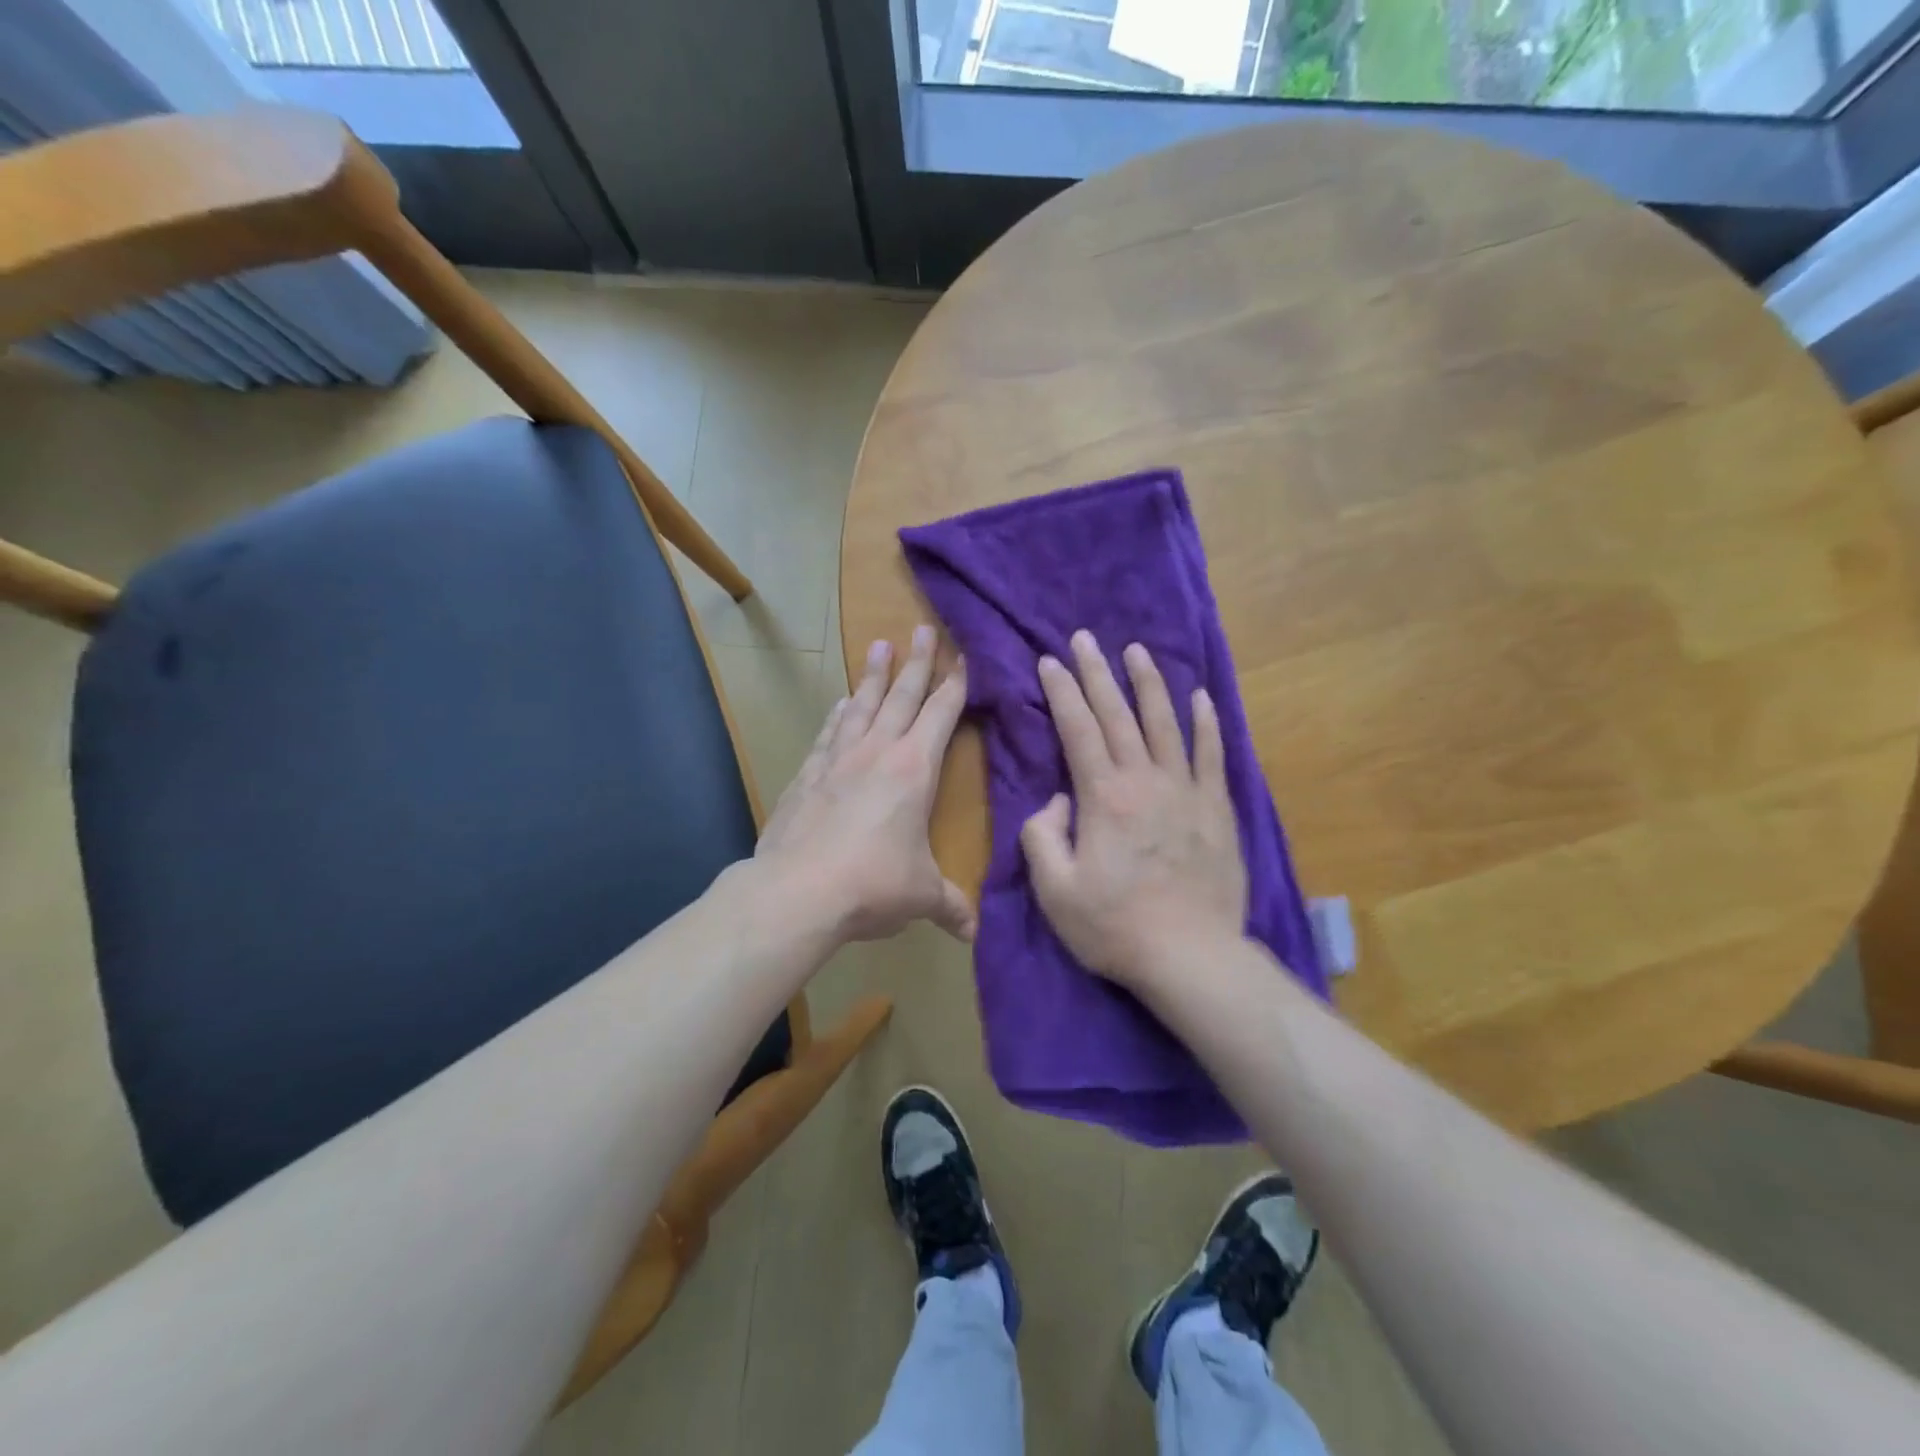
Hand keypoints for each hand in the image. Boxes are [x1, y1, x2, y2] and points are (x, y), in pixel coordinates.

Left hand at [755, 625, 975, 945]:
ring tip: (878, 646)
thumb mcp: (921, 896)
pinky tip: (840, 703)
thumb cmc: (872, 884)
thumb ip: (950, 906)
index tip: (963, 655)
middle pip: (901, 696)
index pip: (942, 714)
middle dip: (916, 662)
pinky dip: (838, 714)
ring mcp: (837, 759)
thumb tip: (974, 932)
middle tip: (921, 627)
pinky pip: (829, 733)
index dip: (956, 684)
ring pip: (861, 705)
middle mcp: (877, 752)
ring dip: (872, 676)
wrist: (796, 892)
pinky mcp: (806, 775)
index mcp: (914, 769)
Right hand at [1021, 631, 1246, 990]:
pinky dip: (1204, 723)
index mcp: (1102, 797)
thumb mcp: (1055, 890)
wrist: (1191, 956)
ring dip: (1149, 683)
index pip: (1078, 729)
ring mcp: (1186, 791)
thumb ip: (1042, 836)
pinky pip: (1211, 754)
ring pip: (1165, 723)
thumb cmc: (1114, 926)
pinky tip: (1199, 697)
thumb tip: (1055, 802)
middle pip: (1118, 715)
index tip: (1050, 661)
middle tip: (1085, 638)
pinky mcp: (1217, 808)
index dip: (1062, 692)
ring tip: (1136, 651)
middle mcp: (1145, 780)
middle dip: (1098, 673)